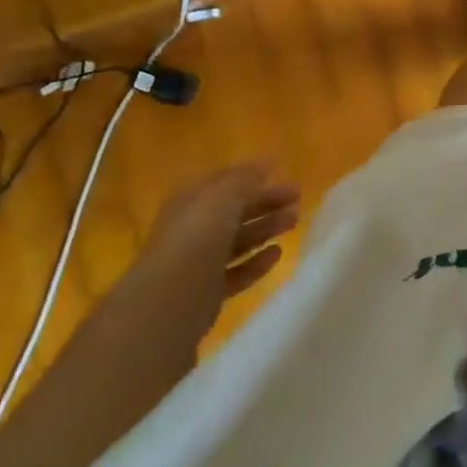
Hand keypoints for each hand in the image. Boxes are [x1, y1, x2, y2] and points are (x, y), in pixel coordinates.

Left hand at [146, 162, 300, 298]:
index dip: (251, 174)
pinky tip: (277, 254)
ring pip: (238, 240)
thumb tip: (265, 164)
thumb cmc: (197, 239)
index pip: (223, 181)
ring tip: (294, 221)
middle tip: (297, 198)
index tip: (281, 171)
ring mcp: (198, 262)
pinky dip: (257, 262)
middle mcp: (191, 229)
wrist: (169, 302)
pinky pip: (236, 272)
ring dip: (266, 228)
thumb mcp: (223, 198)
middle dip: (265, 202)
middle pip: (233, 211)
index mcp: (190, 201)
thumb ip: (245, 179)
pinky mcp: (206, 292)